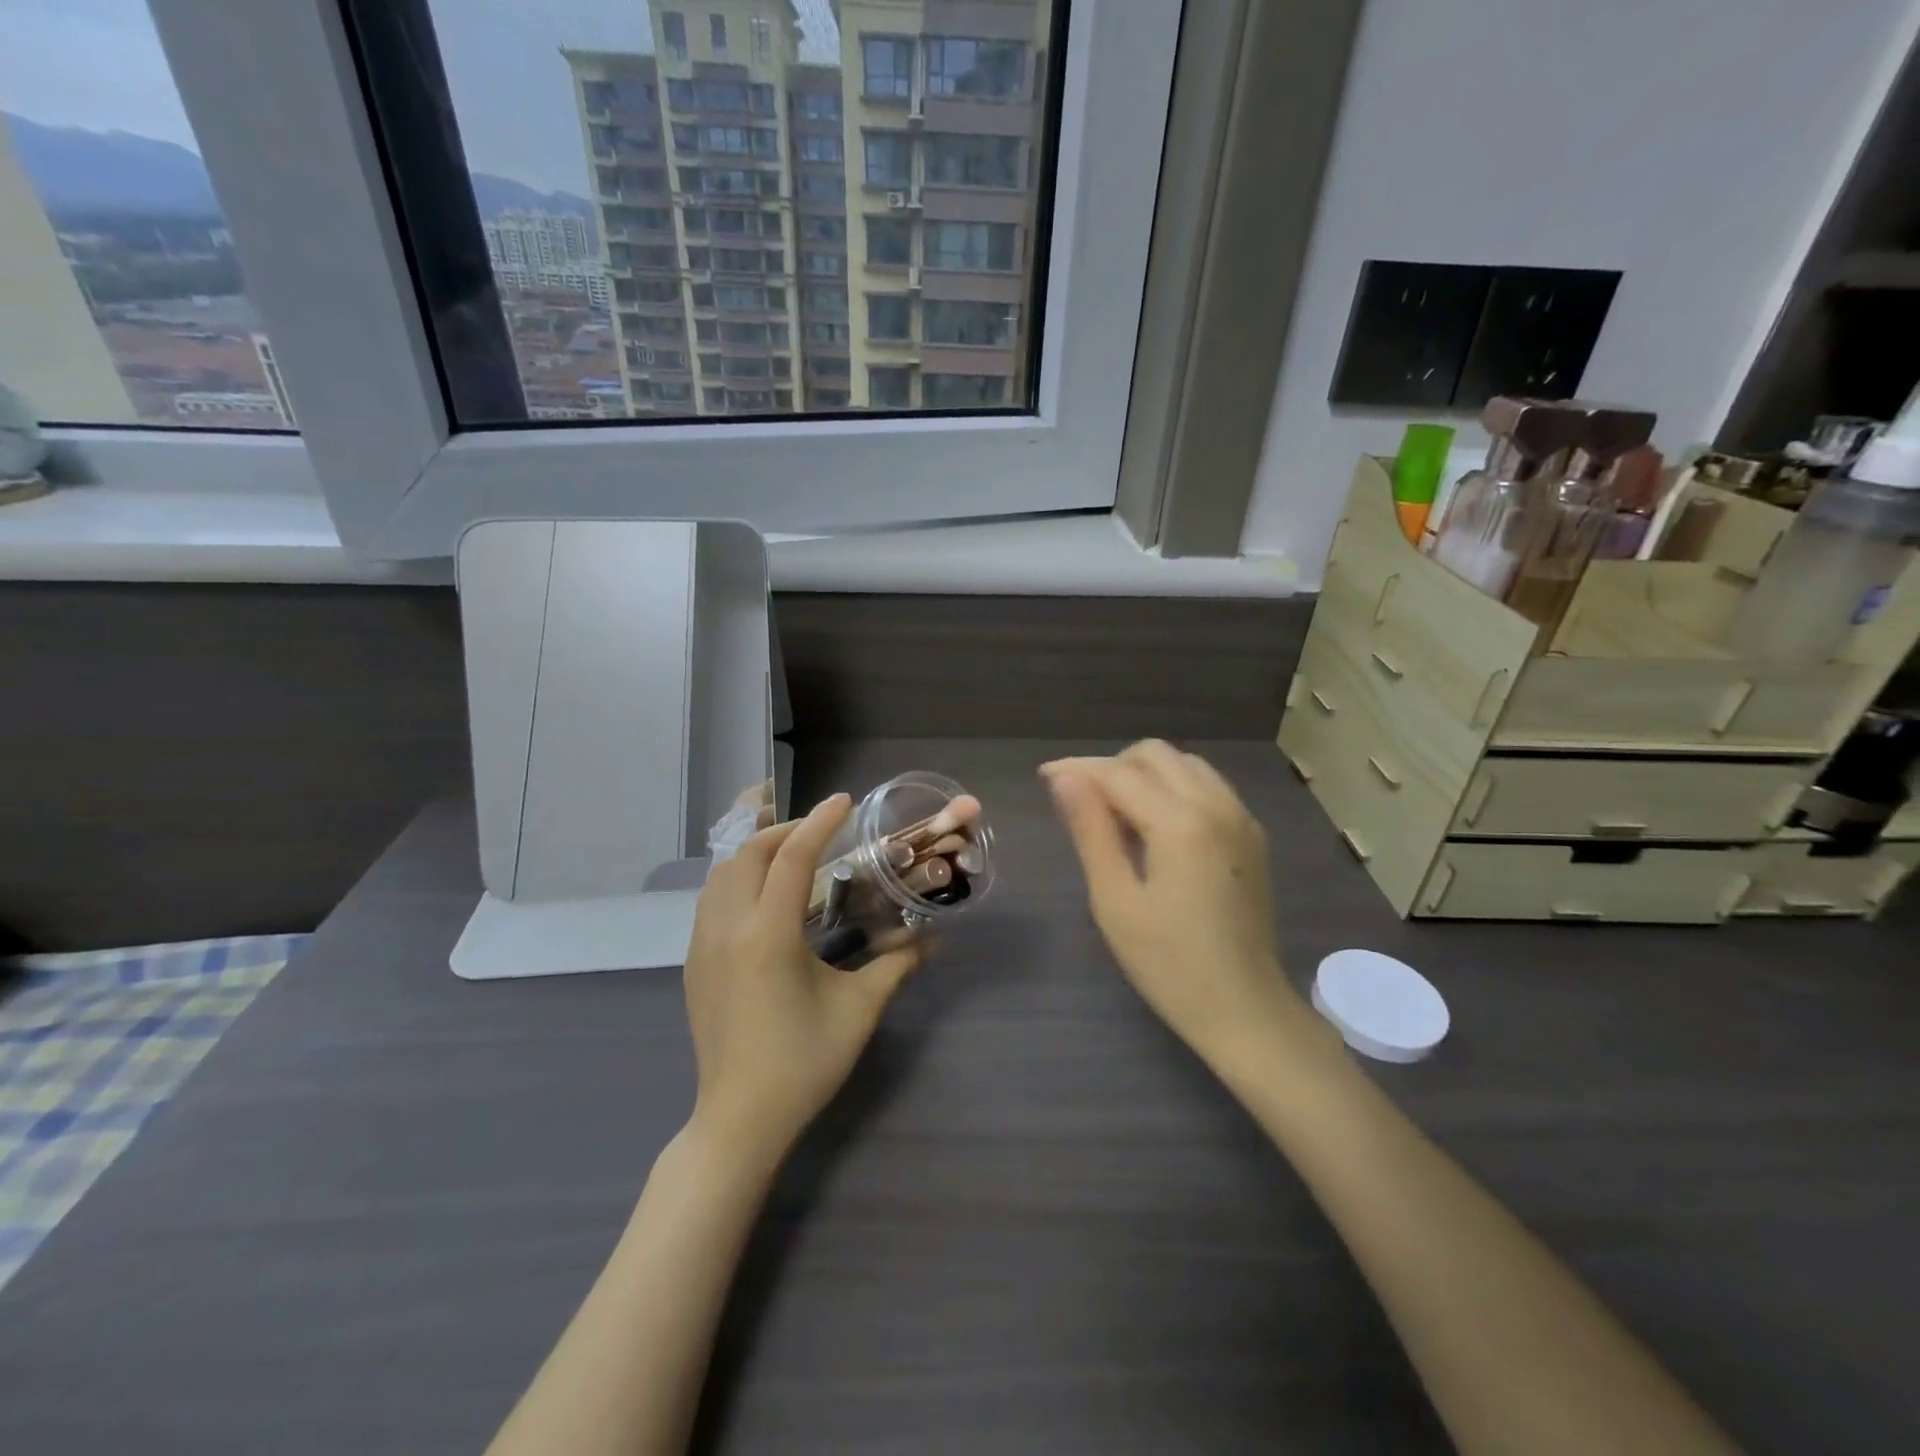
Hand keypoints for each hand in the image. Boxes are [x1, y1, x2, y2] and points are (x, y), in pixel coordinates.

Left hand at [683, 794, 920, 1166]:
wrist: (739, 1120)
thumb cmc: (803, 1063)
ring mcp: (702, 945)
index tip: (844, 802)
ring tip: (792, 852)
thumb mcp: (858, 1010)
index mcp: (768, 935)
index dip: (820, 822)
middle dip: (784, 829)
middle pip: (747, 854)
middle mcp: (727, 928)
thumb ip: (896, 965)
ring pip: (721, 873)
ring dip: (756, 851)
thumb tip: (935, 941)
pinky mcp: (693, 962)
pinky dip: (738, 877)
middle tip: (821, 828)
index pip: (792, 857)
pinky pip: (711, 899)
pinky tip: (764, 894)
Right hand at [1042, 742, 1315, 1069]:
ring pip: (1185, 764)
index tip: (1044, 776)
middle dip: (1112, 765)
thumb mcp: (1115, 900)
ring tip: (1116, 812)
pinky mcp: (1252, 835)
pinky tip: (1155, 825)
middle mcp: (1217, 805)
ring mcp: (1241, 818)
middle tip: (1082, 801)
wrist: (1244, 1009)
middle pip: (1156, 754)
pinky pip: (1208, 786)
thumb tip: (1064, 779)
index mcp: (1181, 823)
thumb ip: (1090, 831)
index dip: (1077, 769)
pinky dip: (1174, 787)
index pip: (1119, 773)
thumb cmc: (1169, 963)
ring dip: (1145, 773)